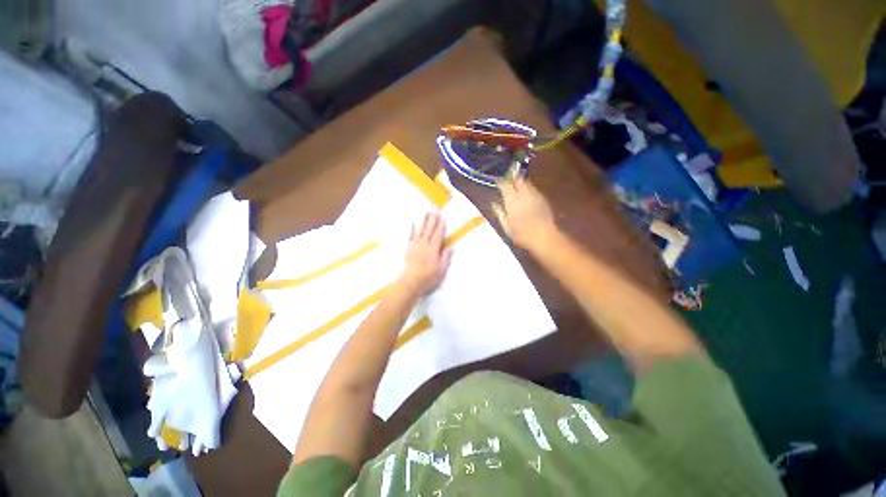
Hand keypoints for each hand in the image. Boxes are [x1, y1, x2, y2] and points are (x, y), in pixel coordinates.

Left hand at [398, 212, 451, 295]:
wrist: (411, 281)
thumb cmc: (429, 276)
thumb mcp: (442, 269)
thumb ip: (446, 256)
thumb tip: (451, 246)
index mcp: (433, 248)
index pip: (439, 234)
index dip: (441, 225)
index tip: (443, 216)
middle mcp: (424, 244)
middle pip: (429, 229)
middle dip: (433, 219)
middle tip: (435, 209)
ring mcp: (415, 245)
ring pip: (420, 230)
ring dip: (423, 221)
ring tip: (426, 212)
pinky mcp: (408, 248)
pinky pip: (410, 236)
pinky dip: (411, 229)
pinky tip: (413, 223)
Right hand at [492, 177, 556, 250]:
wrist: (543, 236)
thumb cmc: (521, 233)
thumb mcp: (506, 225)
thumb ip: (499, 212)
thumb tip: (493, 204)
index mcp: (512, 200)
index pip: (505, 185)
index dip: (500, 182)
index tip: (497, 182)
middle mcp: (523, 194)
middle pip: (517, 180)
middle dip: (512, 179)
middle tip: (507, 182)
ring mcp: (534, 195)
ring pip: (526, 183)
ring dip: (520, 183)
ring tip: (516, 187)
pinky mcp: (542, 199)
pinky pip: (533, 189)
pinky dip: (528, 189)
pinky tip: (526, 196)